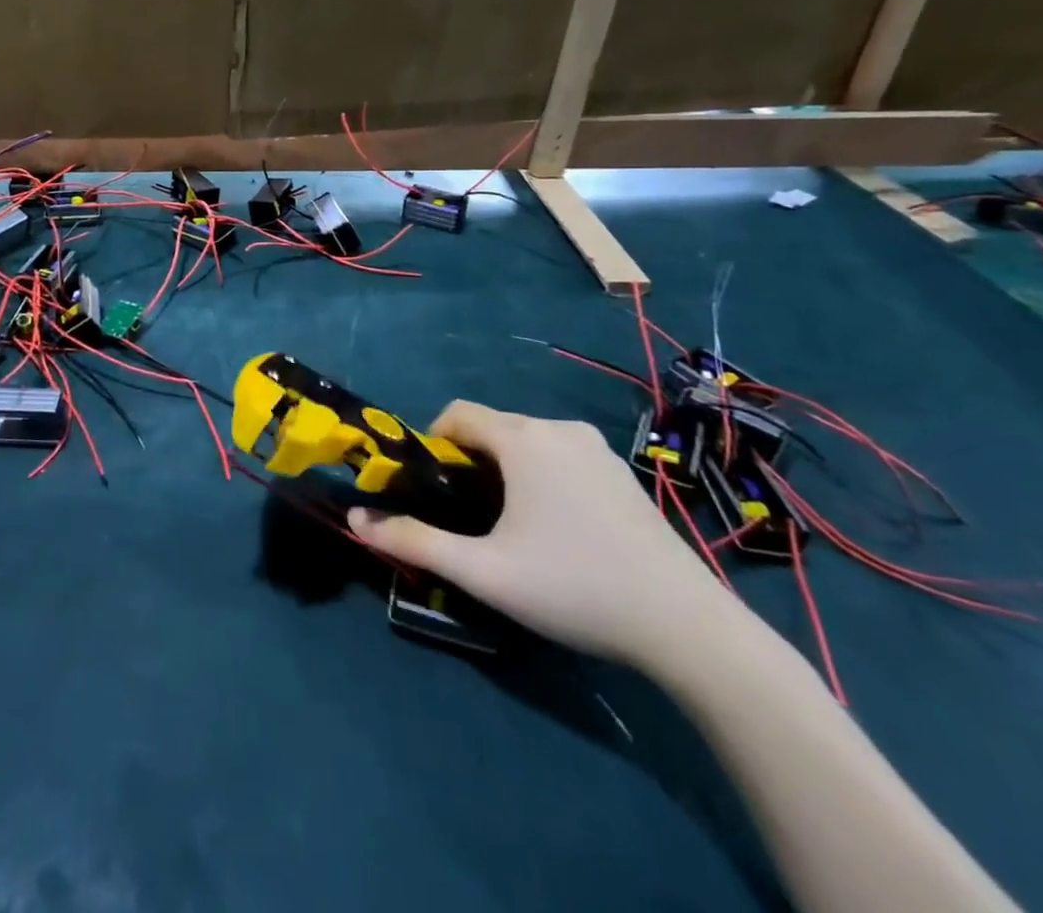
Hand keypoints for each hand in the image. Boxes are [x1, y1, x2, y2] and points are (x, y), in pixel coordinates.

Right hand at [349, 401, 734, 667]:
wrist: (688, 628)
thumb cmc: (574, 587)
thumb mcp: (483, 571)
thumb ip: (414, 541)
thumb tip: (355, 520)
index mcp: (522, 438)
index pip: (456, 414)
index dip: (432, 445)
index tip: (432, 490)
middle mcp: (558, 429)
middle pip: (491, 427)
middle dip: (467, 461)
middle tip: (467, 516)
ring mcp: (597, 449)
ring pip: (526, 442)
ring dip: (504, 469)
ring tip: (509, 526)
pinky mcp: (622, 474)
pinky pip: (560, 456)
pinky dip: (540, 476)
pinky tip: (556, 530)